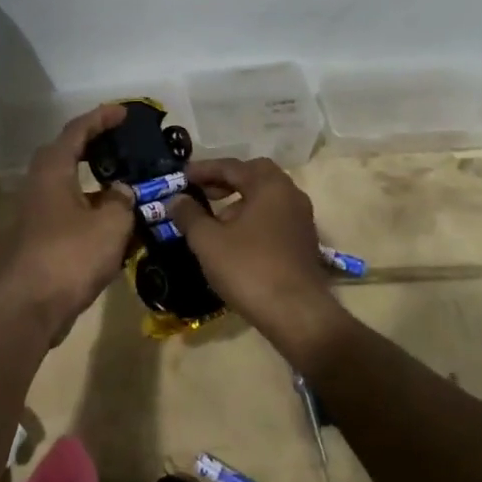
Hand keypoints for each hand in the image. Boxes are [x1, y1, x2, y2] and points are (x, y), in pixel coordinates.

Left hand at [0, 105, 135, 336]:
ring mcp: (36, 212)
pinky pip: (68, 208)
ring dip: (92, 178)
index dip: (101, 118)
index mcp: (53, 171)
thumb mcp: (111, 224)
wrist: (29, 309)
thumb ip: (123, 200)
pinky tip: (112, 219)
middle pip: (67, 153)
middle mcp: (39, 185)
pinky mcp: (39, 237)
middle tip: (121, 141)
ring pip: (67, 183)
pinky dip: (89, 204)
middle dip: (93, 144)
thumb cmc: (70, 257)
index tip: (124, 112)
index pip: (77, 131)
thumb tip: (122, 191)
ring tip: (123, 179)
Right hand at [168, 158, 346, 358]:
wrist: (297, 314)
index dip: (204, 169)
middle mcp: (290, 195)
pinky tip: (235, 242)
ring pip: (265, 199)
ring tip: (214, 222)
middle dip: (225, 182)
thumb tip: (177, 199)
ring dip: (239, 203)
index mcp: (270, 185)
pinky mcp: (304, 243)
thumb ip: (190, 215)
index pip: (232, 166)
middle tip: (201, 192)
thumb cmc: (249, 268)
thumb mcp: (208, 241)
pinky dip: (253, 220)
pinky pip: (274, 219)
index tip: (182, 176)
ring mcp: (301, 220)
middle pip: (254, 177)